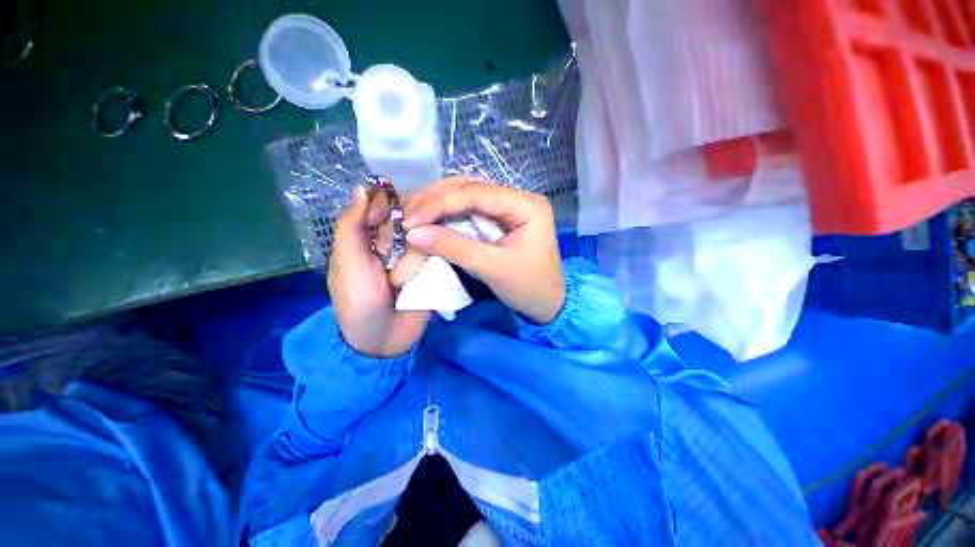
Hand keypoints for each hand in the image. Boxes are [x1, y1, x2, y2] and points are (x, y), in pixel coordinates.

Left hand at [328, 186, 429, 357]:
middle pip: (410, 219)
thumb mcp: (347, 261)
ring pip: (426, 238)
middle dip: (404, 235)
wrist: (384, 339)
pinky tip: (425, 273)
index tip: (393, 214)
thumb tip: (362, 187)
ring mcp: (417, 256)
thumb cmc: (358, 299)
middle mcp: (396, 242)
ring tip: (400, 282)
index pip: (385, 206)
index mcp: (370, 237)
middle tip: (395, 256)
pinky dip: (433, 261)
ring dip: (412, 261)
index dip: (390, 205)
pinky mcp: (433, 269)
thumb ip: (351, 224)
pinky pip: (439, 254)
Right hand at [403, 177, 564, 323]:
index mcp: (526, 205)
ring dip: (438, 203)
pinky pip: (470, 209)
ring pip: (467, 195)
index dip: (440, 203)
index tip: (410, 219)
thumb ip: (454, 247)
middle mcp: (518, 198)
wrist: (547, 303)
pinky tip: (429, 219)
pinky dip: (447, 214)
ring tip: (411, 215)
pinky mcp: (500, 218)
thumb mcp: (492, 268)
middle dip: (435, 200)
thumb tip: (413, 233)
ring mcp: (509, 206)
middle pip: (470, 187)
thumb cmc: (528, 288)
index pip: (477, 192)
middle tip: (406, 215)